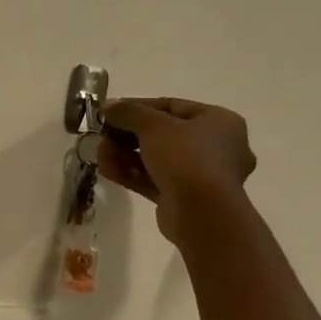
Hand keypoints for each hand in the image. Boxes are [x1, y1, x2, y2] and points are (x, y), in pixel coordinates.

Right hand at [96, 97, 255, 244]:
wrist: (201, 213)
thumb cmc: (185, 157)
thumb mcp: (153, 125)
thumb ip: (128, 111)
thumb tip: (108, 106)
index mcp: (219, 122)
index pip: (171, 106)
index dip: (136, 107)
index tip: (110, 112)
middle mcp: (216, 146)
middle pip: (161, 134)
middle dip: (126, 135)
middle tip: (102, 136)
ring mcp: (201, 175)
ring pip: (155, 158)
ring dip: (124, 155)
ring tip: (101, 155)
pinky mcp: (184, 197)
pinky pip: (154, 179)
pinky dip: (131, 174)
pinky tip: (108, 170)